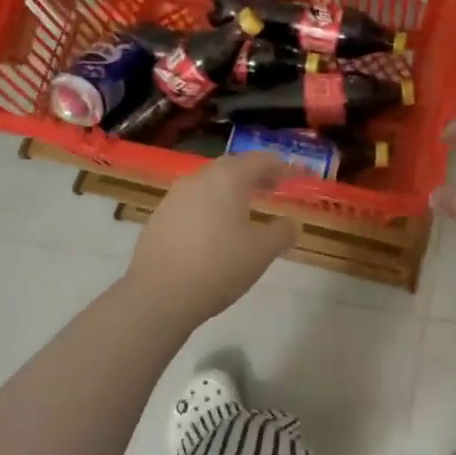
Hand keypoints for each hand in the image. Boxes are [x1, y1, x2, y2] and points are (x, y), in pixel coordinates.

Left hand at [128, 153, 298, 326]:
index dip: (282, 166)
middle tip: (272, 188)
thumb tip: (291, 224)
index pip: (260, 160)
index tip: (297, 176)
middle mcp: (199, 179)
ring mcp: (174, 197)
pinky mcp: (158, 217)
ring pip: (209, 183)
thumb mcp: (262, 252)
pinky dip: (209, 206)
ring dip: (230, 190)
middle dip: (255, 174)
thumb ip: (281, 233)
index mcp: (228, 179)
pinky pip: (191, 202)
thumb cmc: (218, 266)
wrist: (159, 294)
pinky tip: (214, 230)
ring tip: (244, 209)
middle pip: (232, 166)